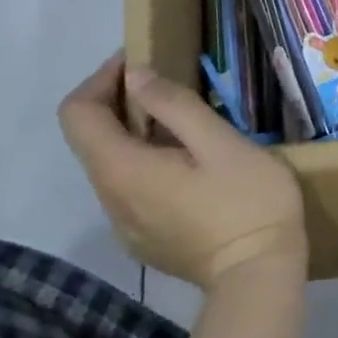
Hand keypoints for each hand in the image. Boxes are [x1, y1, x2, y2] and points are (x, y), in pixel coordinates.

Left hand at [59, 55, 307, 288]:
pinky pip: (129, 188)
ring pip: (110, 164)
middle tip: (166, 80)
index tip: (141, 61)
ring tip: (182, 117)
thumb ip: (173, 105)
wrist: (260, 277)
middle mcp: (110, 198)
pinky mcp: (144, 239)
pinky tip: (188, 161)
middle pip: (89, 138)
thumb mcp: (218, 142)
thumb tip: (135, 76)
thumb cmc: (246, 200)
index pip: (77, 114)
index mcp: (122, 170)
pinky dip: (144, 160)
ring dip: (132, 131)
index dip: (100, 78)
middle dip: (118, 100)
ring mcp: (125, 224)